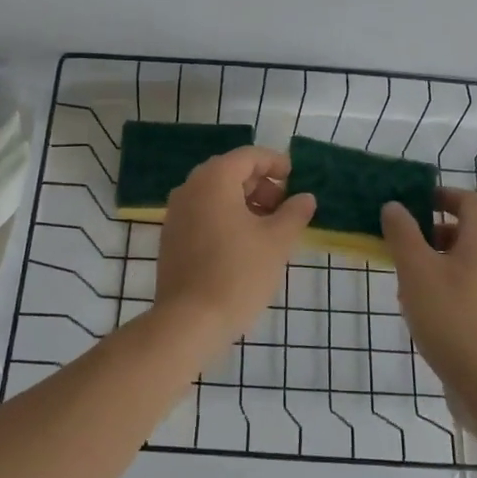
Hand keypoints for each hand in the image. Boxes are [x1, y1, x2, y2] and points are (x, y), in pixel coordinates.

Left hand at [154, 146, 316, 342]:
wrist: (189, 321)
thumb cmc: (238, 273)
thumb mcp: (277, 242)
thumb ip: (294, 214)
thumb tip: (305, 198)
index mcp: (214, 179)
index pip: (249, 156)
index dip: (275, 163)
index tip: (296, 180)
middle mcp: (190, 188)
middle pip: (230, 172)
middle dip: (261, 185)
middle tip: (285, 208)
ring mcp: (176, 213)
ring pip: (216, 194)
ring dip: (245, 203)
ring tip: (269, 229)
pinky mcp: (171, 237)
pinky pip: (203, 213)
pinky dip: (226, 217)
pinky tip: (244, 244)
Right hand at [381, 189, 476, 396]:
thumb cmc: (451, 317)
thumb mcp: (416, 270)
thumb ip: (403, 234)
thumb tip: (394, 206)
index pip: (471, 201)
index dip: (443, 194)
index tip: (414, 201)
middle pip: (465, 232)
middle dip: (430, 232)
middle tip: (400, 243)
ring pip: (461, 263)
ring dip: (432, 262)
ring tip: (403, 281)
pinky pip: (464, 289)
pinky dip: (441, 287)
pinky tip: (418, 310)